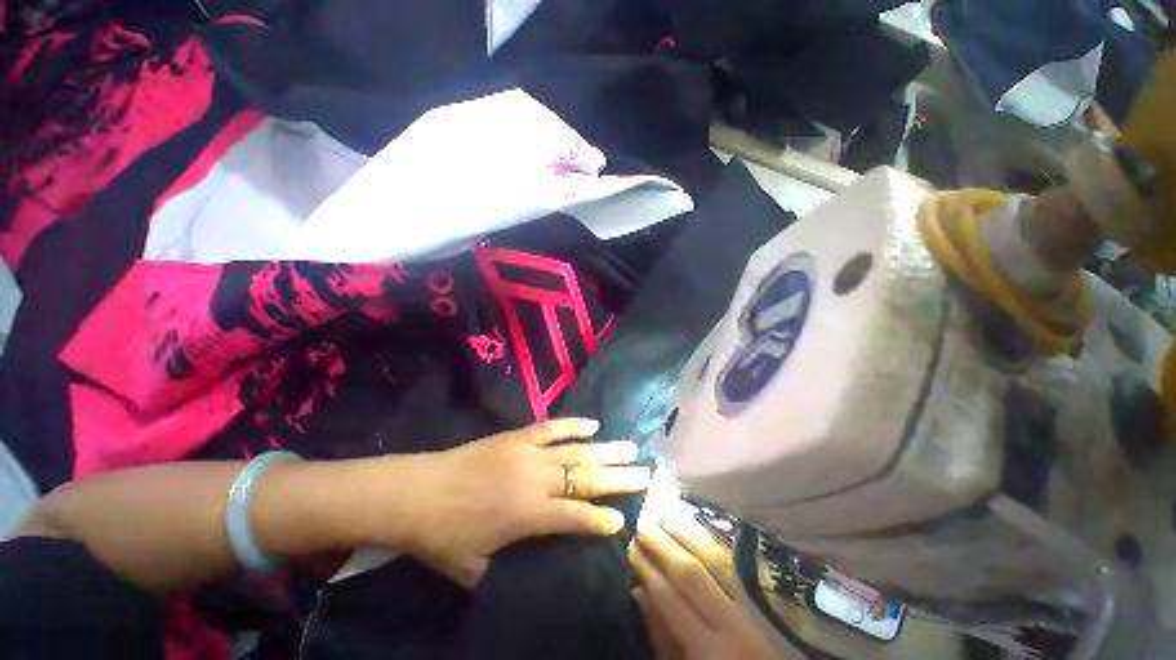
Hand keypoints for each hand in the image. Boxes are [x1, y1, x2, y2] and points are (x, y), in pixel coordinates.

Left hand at [383, 419, 649, 585]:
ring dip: (605, 450)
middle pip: (585, 478)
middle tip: (645, 474)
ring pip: (575, 451)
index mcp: (528, 515)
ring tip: (630, 448)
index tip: (623, 518)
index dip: (601, 518)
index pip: (576, 517)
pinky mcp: (517, 436)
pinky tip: (592, 424)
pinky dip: (573, 425)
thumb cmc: (443, 535)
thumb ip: (507, 568)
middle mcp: (536, 480)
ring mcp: (528, 453)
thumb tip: (532, 568)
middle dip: (618, 478)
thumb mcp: (475, 568)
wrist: (415, 491)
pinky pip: (551, 427)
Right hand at [630, 516, 782, 659]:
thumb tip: (640, 593)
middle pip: (692, 574)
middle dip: (663, 546)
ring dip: (688, 536)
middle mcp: (732, 623)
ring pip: (718, 561)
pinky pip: (737, 566)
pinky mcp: (766, 601)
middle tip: (642, 523)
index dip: (647, 569)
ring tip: (666, 516)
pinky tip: (700, 529)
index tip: (630, 546)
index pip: (669, 598)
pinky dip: (715, 543)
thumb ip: (662, 640)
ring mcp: (753, 608)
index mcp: (707, 649)